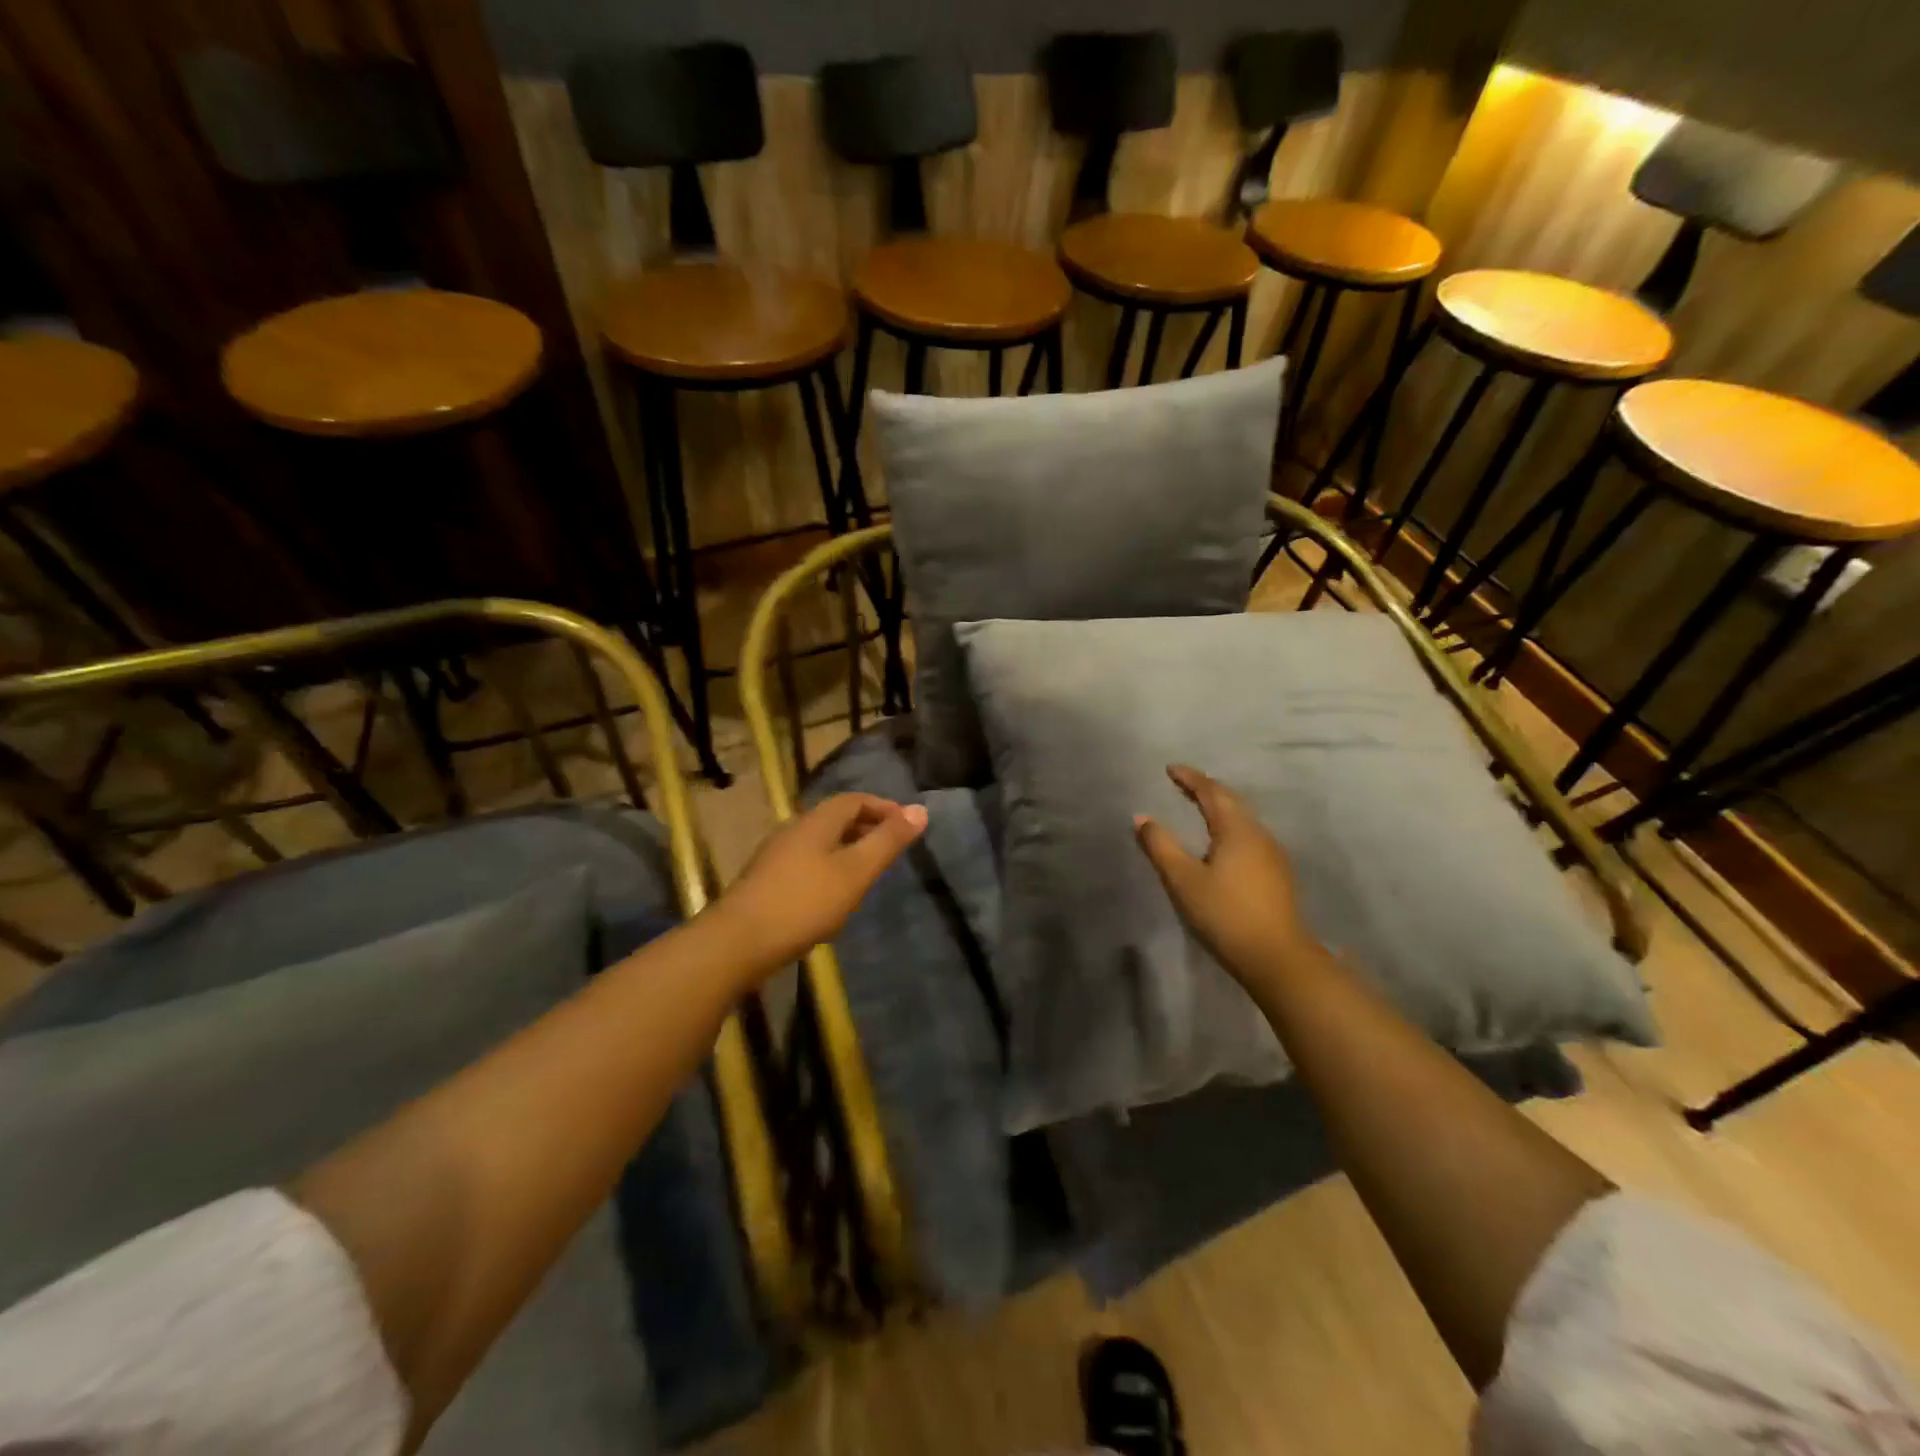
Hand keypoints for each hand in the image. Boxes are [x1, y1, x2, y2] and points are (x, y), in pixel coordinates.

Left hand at [712, 793, 927, 974]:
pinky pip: (806, 861)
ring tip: (868, 871)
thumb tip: (920, 809)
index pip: (854, 800)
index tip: (908, 824)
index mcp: (816, 821)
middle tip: (892, 847)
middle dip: (867, 826)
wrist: (737, 942)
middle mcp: (793, 829)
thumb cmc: (804, 903)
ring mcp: (775, 855)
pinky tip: (834, 894)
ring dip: (847, 848)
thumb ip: (887, 842)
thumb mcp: (855, 872)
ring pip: (820, 841)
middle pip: (835, 818)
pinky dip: (829, 866)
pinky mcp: (765, 880)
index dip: (883, 807)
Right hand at [1134, 764, 1319, 992]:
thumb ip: (1160, 846)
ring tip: (1199, 808)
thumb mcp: (1183, 880)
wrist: (1276, 957)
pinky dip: (1229, 827)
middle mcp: (1258, 834)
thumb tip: (1141, 817)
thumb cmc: (1224, 914)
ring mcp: (1272, 855)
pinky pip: (1249, 836)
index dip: (1190, 778)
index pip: (1211, 792)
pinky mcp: (1277, 874)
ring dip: (1219, 808)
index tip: (1170, 769)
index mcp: (1237, 830)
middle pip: (1231, 801)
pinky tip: (1221, 843)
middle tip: (1182, 784)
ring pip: (1243, 819)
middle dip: (1206, 789)